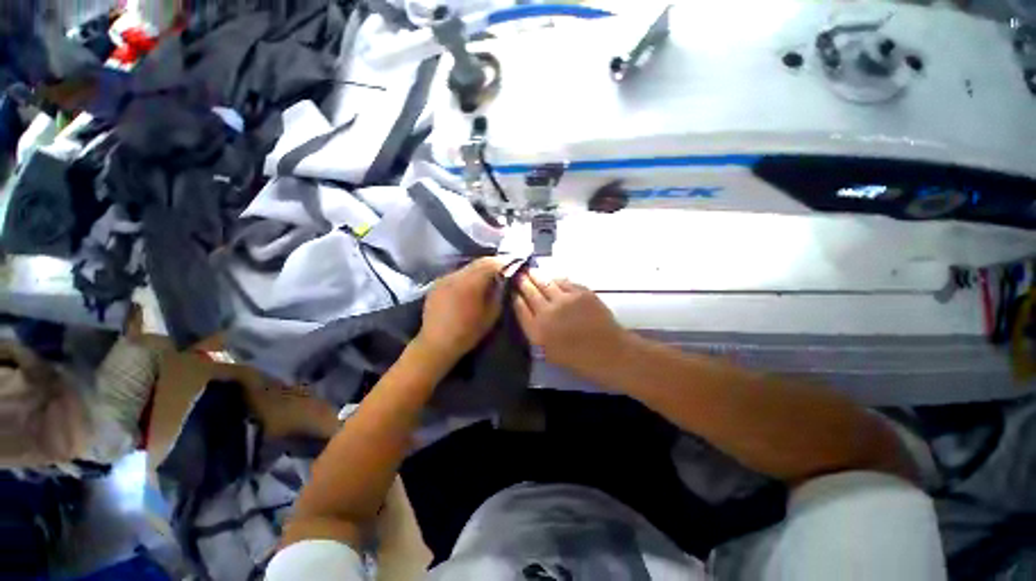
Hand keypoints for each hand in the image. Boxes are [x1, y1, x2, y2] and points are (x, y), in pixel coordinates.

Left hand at [418, 257, 506, 362]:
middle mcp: (456, 276)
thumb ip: (498, 293)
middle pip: (478, 262)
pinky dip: (466, 277)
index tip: (512, 265)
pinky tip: (469, 287)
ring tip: (486, 278)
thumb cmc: (467, 332)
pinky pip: (456, 275)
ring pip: (466, 267)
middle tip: (502, 270)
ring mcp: (444, 278)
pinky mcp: (436, 284)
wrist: (436, 344)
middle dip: (492, 264)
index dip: (503, 262)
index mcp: (471, 283)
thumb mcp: (491, 315)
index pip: (490, 263)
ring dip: (478, 270)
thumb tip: (502, 279)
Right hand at [514, 271, 631, 383]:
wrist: (610, 353)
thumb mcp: (549, 352)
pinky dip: (555, 278)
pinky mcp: (580, 292)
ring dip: (535, 275)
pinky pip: (563, 281)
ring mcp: (564, 300)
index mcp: (537, 332)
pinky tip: (552, 277)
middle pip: (529, 291)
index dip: (514, 296)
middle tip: (518, 274)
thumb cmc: (579, 359)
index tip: (511, 289)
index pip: (519, 307)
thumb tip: (528, 313)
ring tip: (530, 270)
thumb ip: (536, 332)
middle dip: (522, 281)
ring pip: (545, 282)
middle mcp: (547, 313)